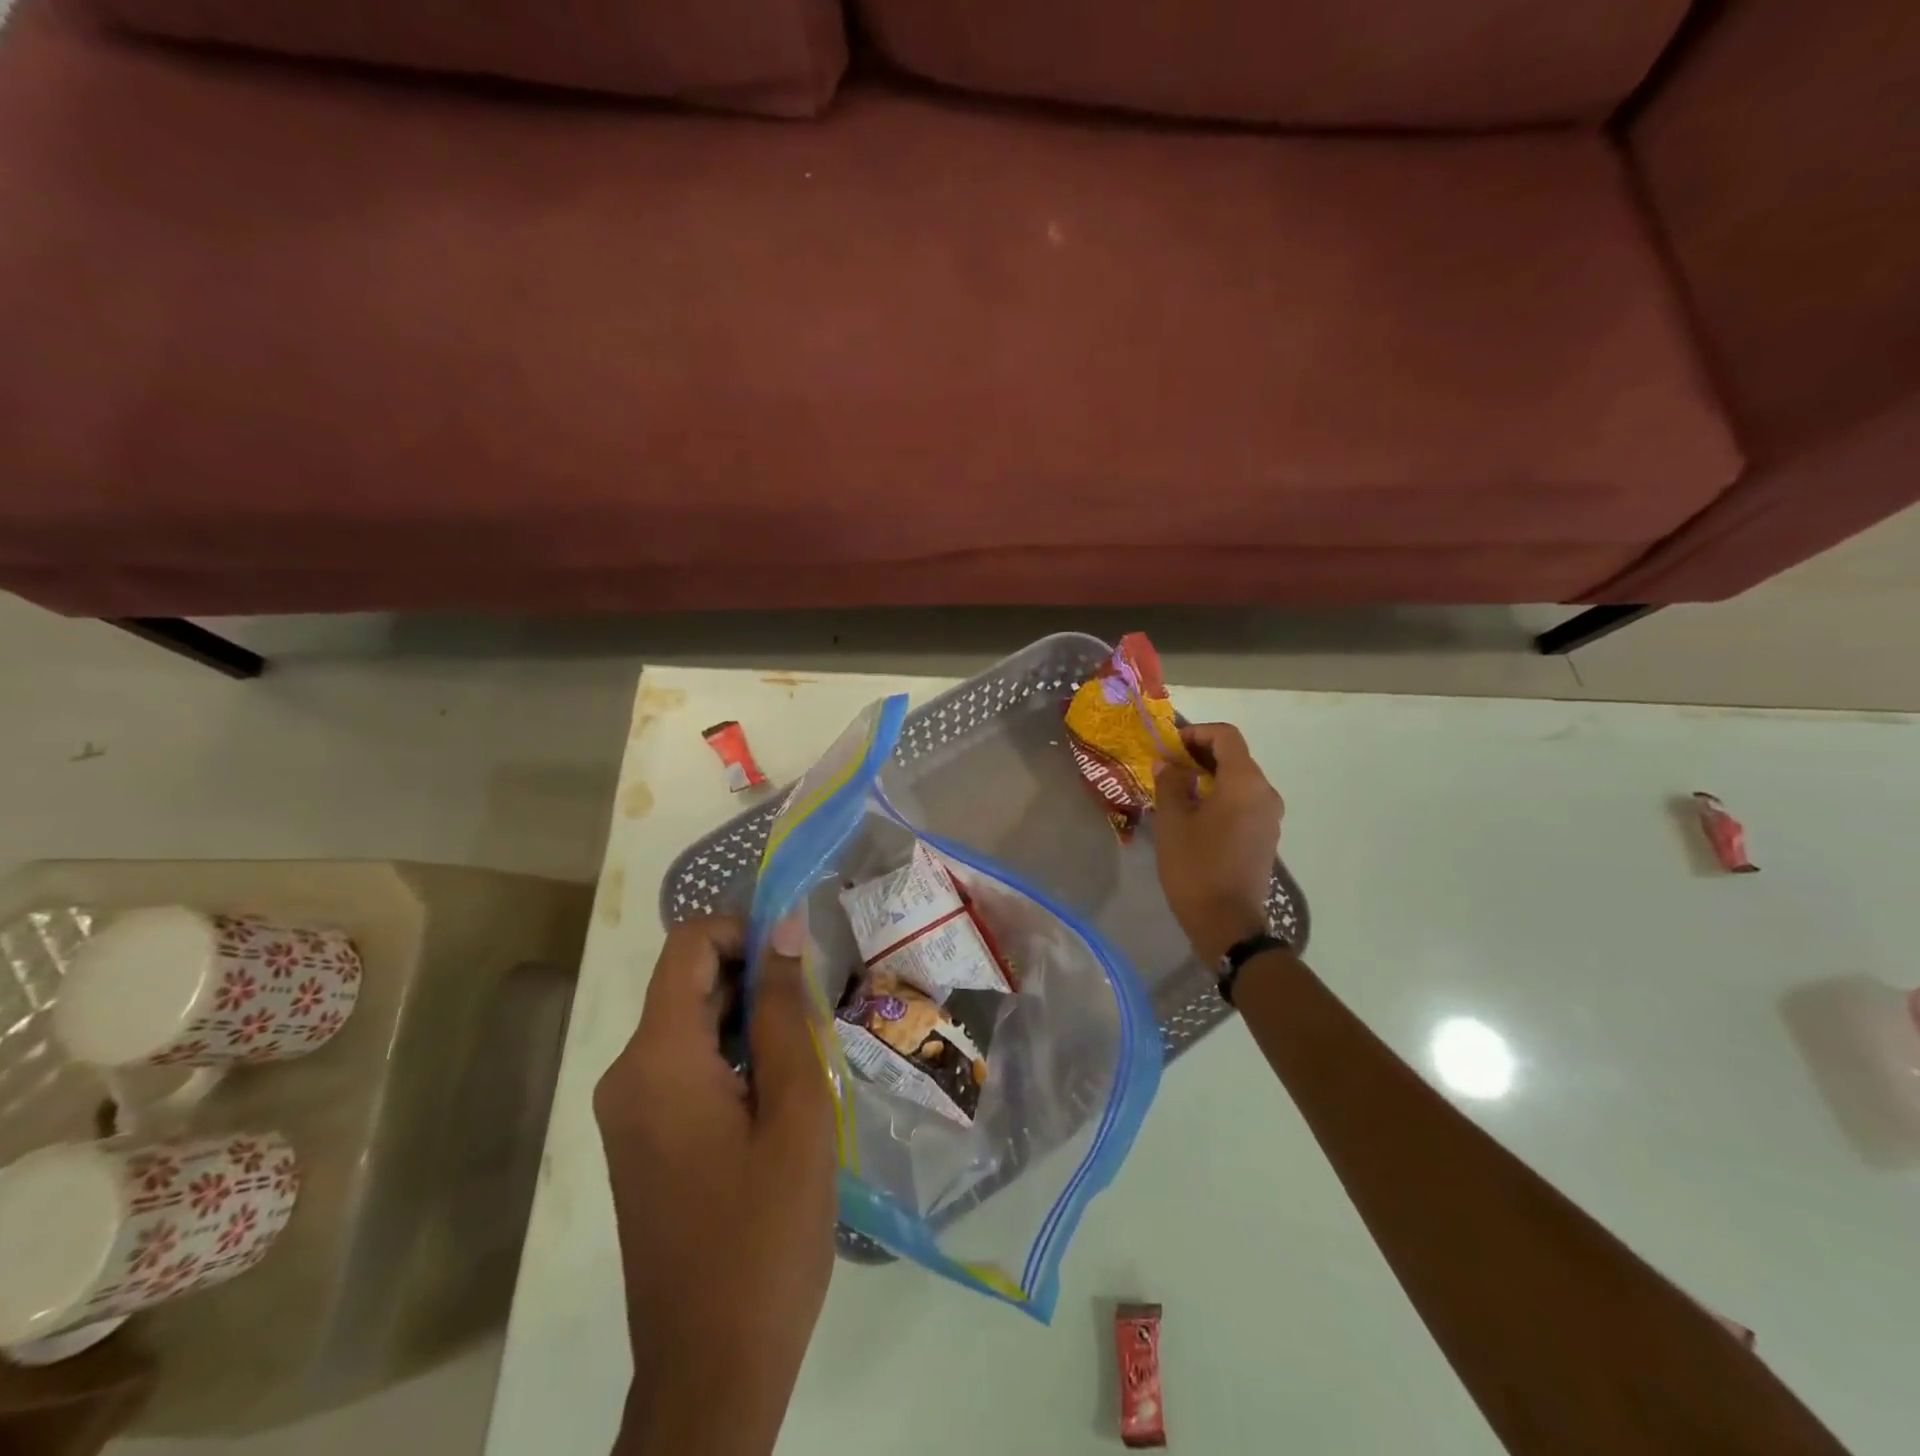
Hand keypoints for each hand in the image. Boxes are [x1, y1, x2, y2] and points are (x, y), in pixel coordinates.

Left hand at [594, 916, 834, 1455]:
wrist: (712, 1371)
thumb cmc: (765, 1235)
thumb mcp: (795, 1111)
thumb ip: (786, 1013)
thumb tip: (785, 930)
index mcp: (658, 1060)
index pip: (689, 945)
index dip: (745, 930)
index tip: (800, 959)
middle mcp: (628, 1074)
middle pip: (690, 983)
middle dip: (756, 978)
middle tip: (819, 1010)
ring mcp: (629, 1111)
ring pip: (691, 1024)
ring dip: (750, 1019)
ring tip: (808, 1053)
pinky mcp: (642, 1140)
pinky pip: (685, 1065)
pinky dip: (732, 1055)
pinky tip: (780, 1092)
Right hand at [1153, 723, 1284, 962]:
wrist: (1227, 923)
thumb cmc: (1196, 867)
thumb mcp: (1172, 822)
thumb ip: (1170, 784)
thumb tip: (1169, 765)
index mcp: (1244, 783)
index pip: (1226, 736)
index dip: (1197, 732)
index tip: (1170, 745)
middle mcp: (1265, 793)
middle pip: (1235, 756)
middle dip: (1200, 754)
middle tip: (1167, 765)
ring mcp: (1269, 817)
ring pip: (1239, 780)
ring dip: (1209, 776)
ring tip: (1176, 789)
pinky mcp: (1266, 836)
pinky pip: (1244, 802)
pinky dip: (1220, 796)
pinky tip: (1195, 813)